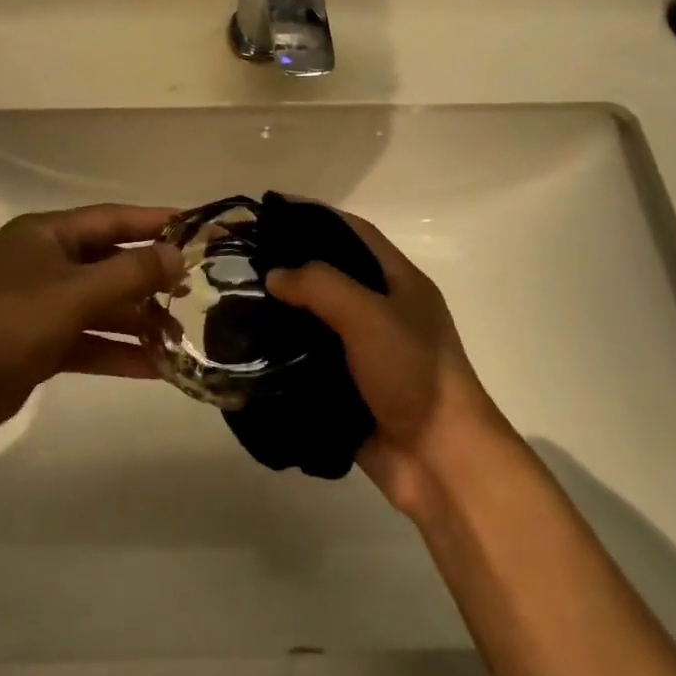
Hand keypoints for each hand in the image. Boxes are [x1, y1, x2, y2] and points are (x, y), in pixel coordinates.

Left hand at [0, 204, 182, 440]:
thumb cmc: (6, 321)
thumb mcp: (74, 292)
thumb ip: (130, 274)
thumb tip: (177, 255)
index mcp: (47, 235)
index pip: (112, 219)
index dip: (155, 222)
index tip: (197, 229)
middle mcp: (45, 264)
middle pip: (109, 264)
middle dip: (149, 279)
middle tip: (194, 291)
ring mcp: (40, 306)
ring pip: (101, 307)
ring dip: (137, 321)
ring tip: (181, 337)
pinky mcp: (38, 345)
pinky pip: (88, 341)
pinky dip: (117, 351)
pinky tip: (154, 368)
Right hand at [265, 214, 511, 513]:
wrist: (440, 461)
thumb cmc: (413, 374)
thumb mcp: (369, 315)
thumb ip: (320, 286)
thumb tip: (274, 275)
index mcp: (400, 283)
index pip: (354, 233)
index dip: (315, 217)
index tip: (271, 214)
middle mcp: (382, 311)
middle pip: (331, 276)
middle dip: (290, 266)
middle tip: (242, 261)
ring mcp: (365, 352)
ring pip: (316, 321)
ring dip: (282, 312)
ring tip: (236, 301)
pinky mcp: (348, 388)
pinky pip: (309, 361)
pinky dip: (283, 354)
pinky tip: (248, 348)